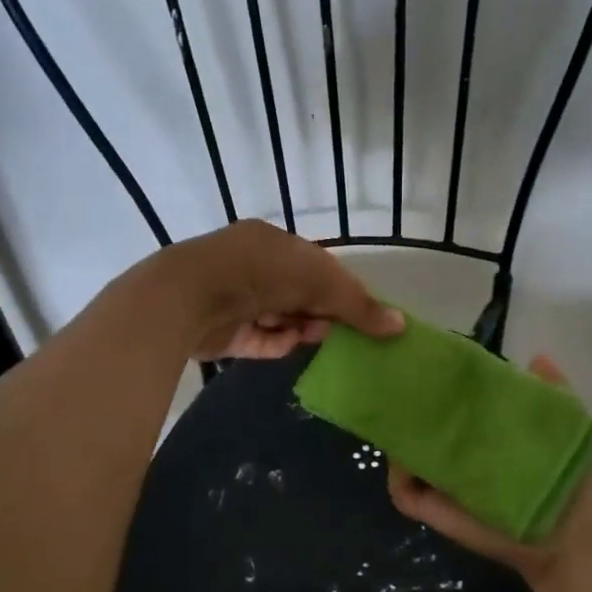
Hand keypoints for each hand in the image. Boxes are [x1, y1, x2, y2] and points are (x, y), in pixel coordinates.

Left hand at [161, 219, 404, 360]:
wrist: (190, 296)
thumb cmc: (262, 274)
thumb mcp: (322, 283)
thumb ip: (360, 306)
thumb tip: (401, 325)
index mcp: (273, 242)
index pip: (316, 264)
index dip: (340, 287)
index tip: (359, 311)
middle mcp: (252, 266)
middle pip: (298, 293)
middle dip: (320, 311)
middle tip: (341, 331)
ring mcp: (234, 298)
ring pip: (278, 317)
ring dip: (299, 328)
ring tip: (316, 340)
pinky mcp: (221, 330)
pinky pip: (257, 339)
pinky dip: (275, 343)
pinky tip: (288, 348)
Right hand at [385, 354, 591, 589]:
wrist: (577, 542)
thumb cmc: (577, 482)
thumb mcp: (571, 425)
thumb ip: (553, 391)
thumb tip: (537, 356)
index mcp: (489, 430)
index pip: (458, 400)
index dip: (445, 381)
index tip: (434, 359)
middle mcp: (462, 452)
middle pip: (424, 422)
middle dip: (412, 403)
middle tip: (404, 380)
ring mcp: (446, 482)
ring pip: (406, 453)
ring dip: (398, 436)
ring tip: (397, 414)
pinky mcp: (437, 511)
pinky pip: (404, 493)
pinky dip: (398, 477)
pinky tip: (406, 460)